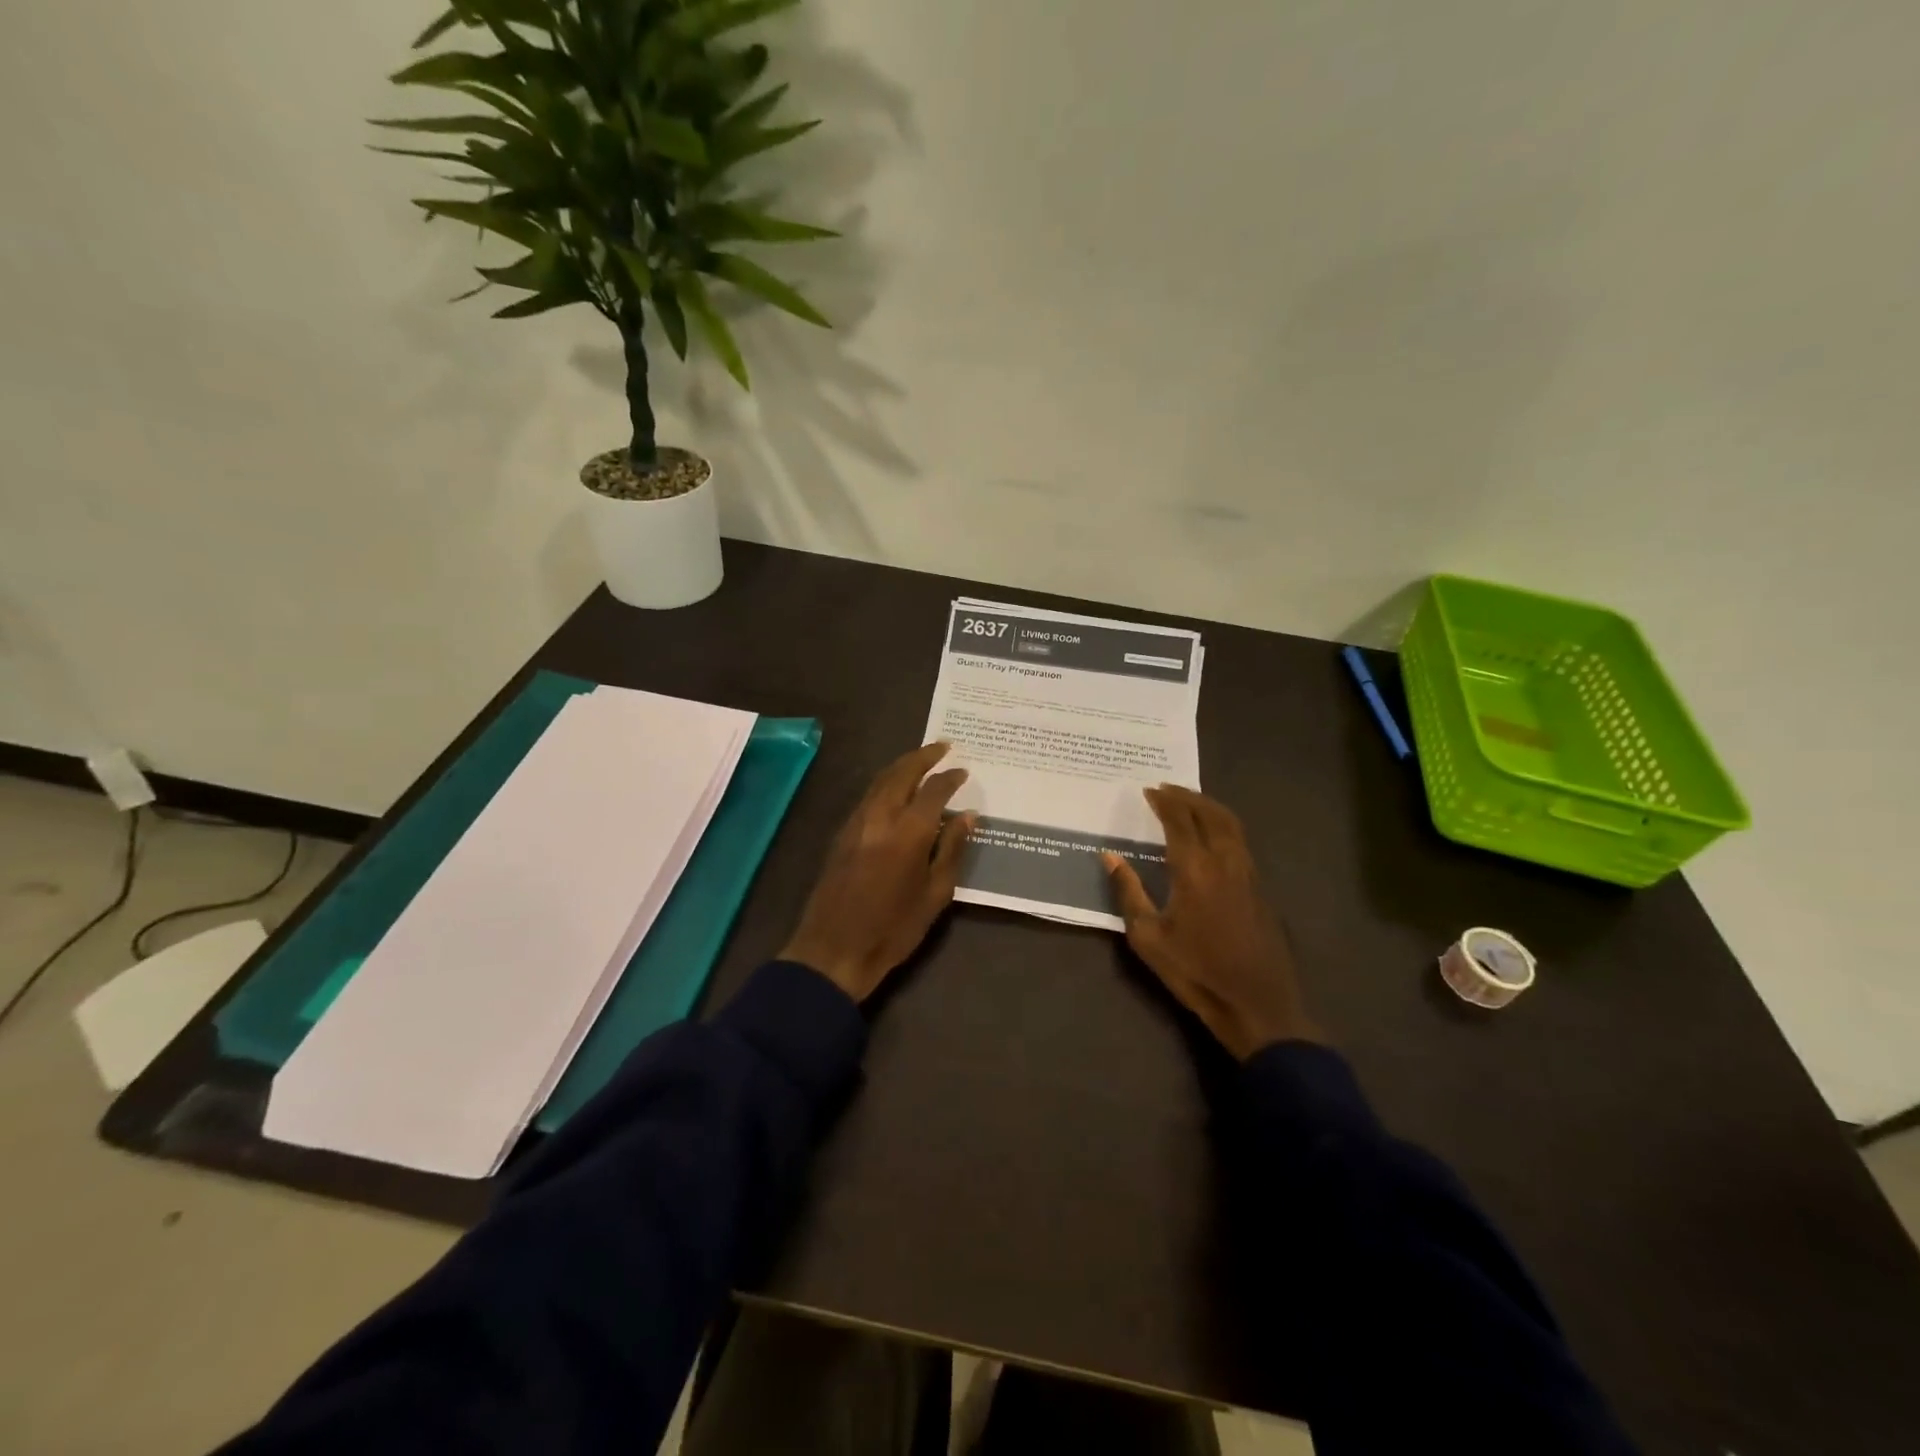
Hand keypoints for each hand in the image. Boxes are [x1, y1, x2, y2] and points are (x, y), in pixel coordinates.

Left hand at [780, 743, 974, 1002]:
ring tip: (921, 760)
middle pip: (901, 772)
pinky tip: (896, 790)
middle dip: (923, 756)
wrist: (833, 949)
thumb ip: (951, 849)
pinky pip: (868, 796)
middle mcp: (880, 817)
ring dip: (902, 765)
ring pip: (880, 780)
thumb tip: (968, 817)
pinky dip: (886, 783)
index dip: (950, 778)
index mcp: (908, 831)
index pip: (934, 790)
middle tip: (943, 747)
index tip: (964, 772)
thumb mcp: (935, 894)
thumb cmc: (893, 929)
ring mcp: (856, 823)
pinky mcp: (842, 834)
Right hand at [1102, 785, 1321, 1060]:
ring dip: (1209, 807)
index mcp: (1195, 869)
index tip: (1148, 790)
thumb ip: (1129, 892)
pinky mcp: (1260, 889)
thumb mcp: (1148, 937)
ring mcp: (1248, 874)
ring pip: (1231, 825)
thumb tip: (1109, 857)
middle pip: (1210, 813)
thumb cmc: (1195, 972)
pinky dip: (1223, 826)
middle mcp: (1225, 862)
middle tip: (1167, 788)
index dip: (1164, 801)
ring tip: (1189, 803)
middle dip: (1188, 796)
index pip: (1179, 821)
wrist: (1256, 1004)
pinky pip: (1240, 842)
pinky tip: (1211, 837)